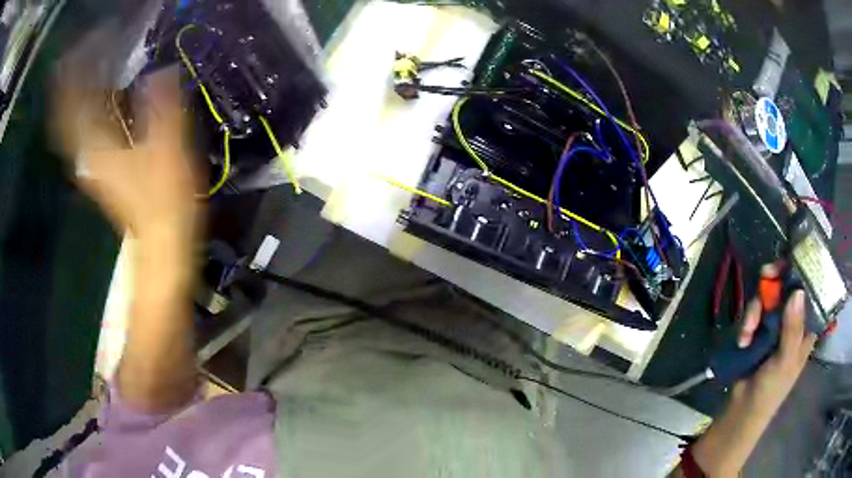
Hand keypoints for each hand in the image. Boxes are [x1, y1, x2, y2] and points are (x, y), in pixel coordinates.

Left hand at [53, 64, 200, 242]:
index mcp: (98, 145)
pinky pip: (82, 135)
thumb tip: (162, 71)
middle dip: (69, 84)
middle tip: (76, 55)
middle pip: (67, 114)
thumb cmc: (163, 198)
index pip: (76, 103)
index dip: (76, 75)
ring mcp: (91, 163)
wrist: (160, 242)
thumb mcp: (169, 149)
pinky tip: (90, 102)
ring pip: (72, 125)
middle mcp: (87, 153)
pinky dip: (81, 115)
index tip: (80, 48)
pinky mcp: (100, 168)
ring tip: (79, 71)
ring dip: (73, 98)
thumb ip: (163, 108)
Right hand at [735, 264, 816, 414]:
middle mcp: (793, 319)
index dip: (801, 272)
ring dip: (756, 309)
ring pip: (769, 296)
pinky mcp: (759, 329)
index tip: (789, 262)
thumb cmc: (771, 391)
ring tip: (747, 332)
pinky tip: (743, 338)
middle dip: (774, 282)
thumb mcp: (784, 362)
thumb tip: (797, 292)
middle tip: (764, 275)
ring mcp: (776, 323)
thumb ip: (792, 330)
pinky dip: (747, 321)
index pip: (809, 290)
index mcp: (806, 327)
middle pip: (787, 286)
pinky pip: (754, 311)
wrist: (742, 410)